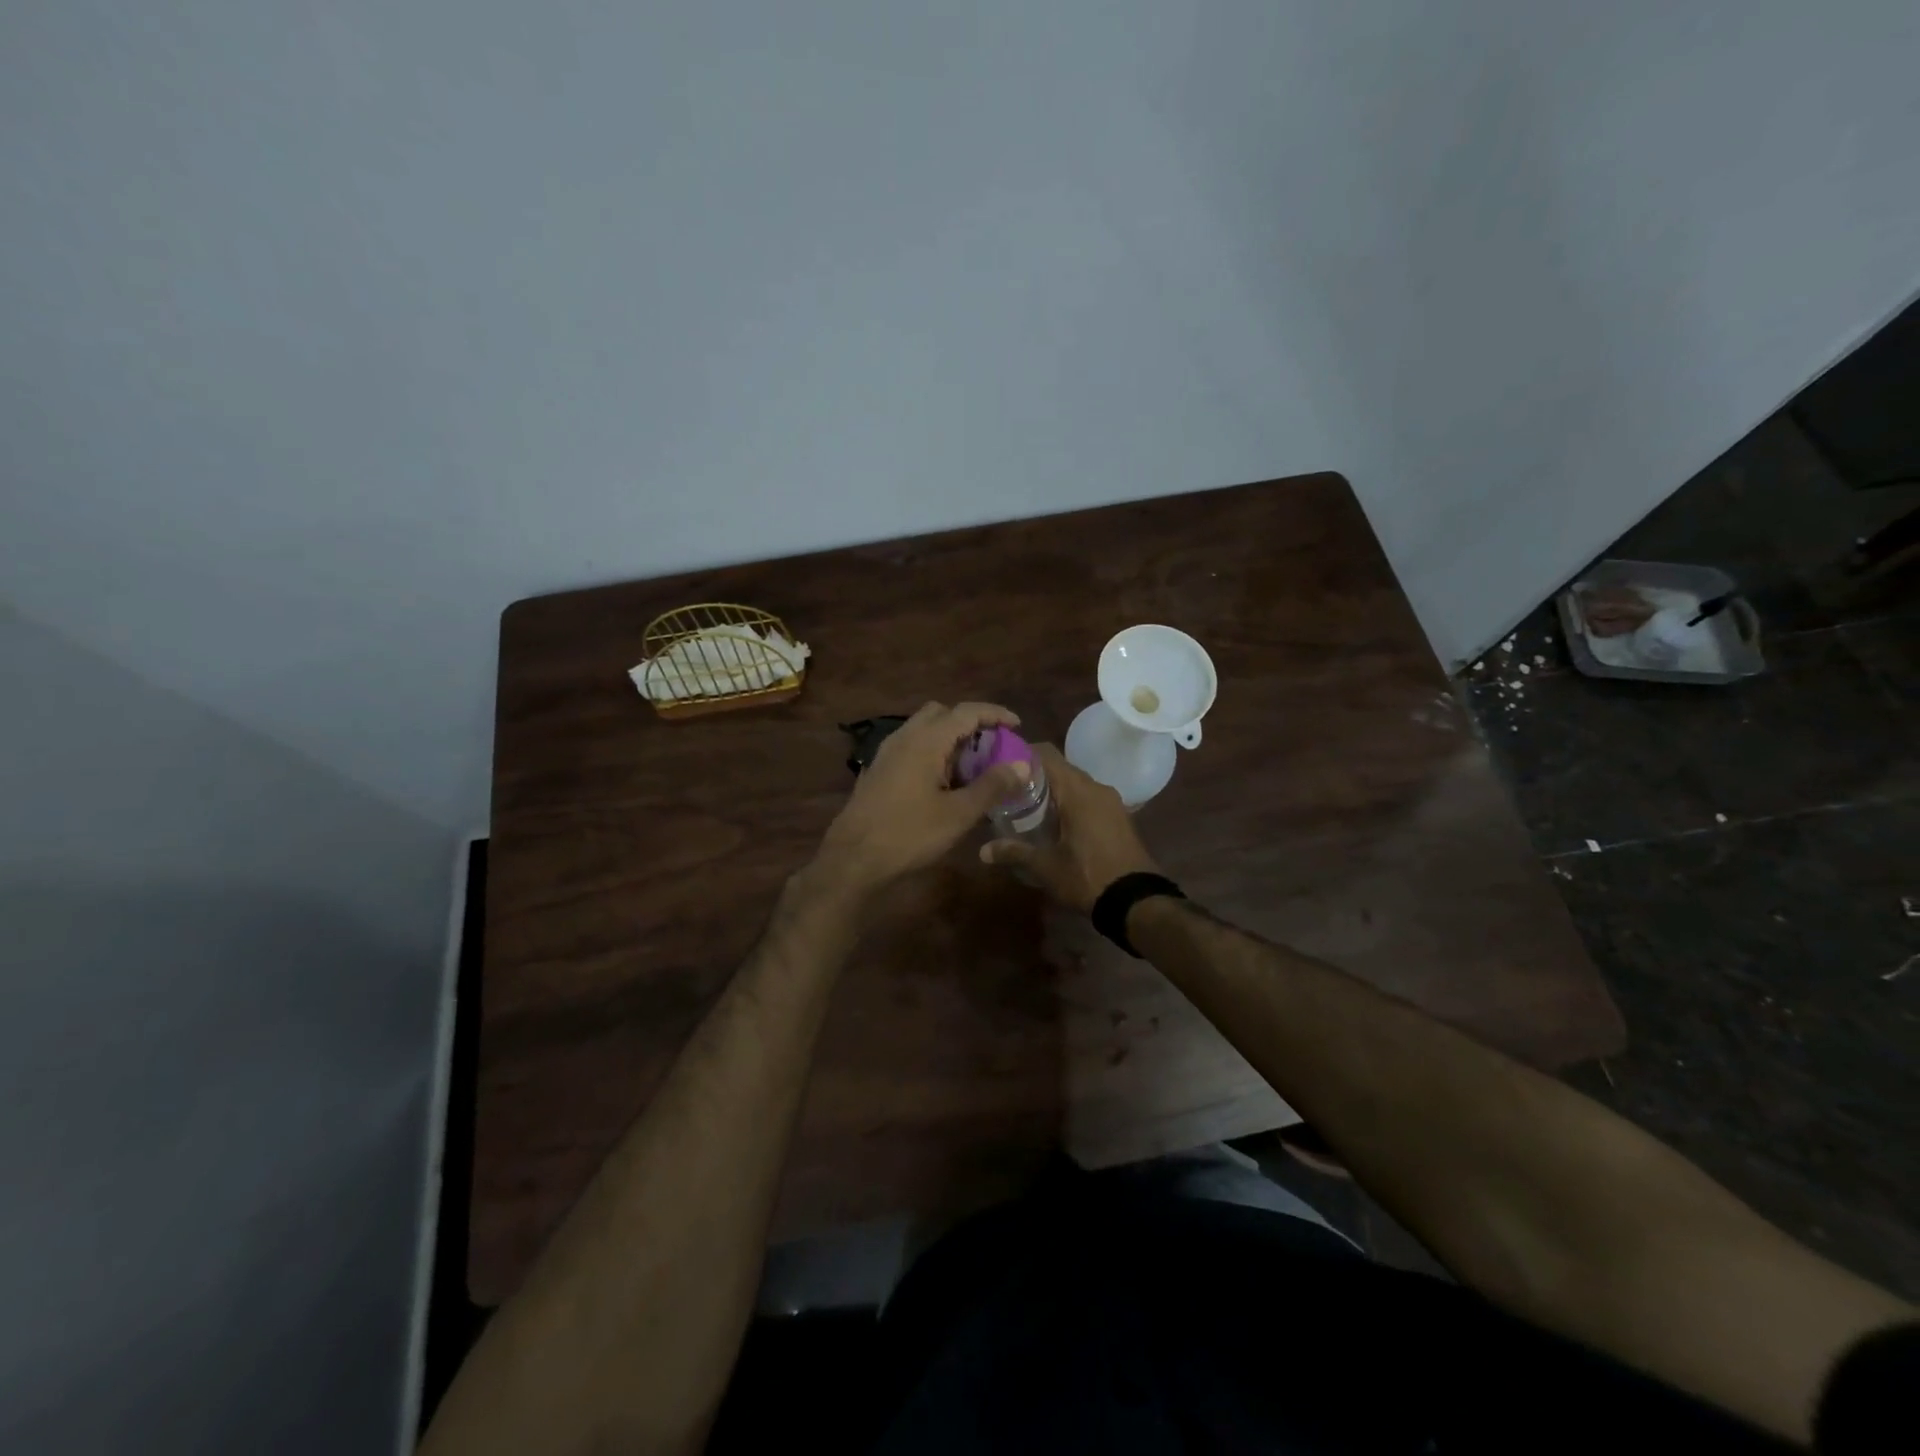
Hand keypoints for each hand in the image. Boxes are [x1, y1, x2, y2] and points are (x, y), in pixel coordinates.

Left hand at [814, 701, 1028, 898]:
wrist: (852, 859)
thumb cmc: (908, 834)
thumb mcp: (958, 814)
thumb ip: (992, 786)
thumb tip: (1022, 766)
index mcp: (925, 741)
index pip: (966, 711)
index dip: (994, 714)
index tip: (1017, 726)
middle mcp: (904, 737)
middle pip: (942, 713)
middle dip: (970, 723)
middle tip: (992, 746)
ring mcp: (886, 753)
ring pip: (924, 730)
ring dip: (950, 739)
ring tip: (972, 767)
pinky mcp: (878, 771)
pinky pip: (911, 747)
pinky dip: (933, 752)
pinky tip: (943, 782)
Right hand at [978, 743, 1159, 911]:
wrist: (1137, 901)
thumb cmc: (1088, 877)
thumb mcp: (1046, 867)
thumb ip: (1014, 852)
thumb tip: (982, 851)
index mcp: (1077, 791)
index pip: (1046, 754)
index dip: (1021, 753)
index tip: (999, 763)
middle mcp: (1096, 787)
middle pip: (1060, 768)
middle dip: (1034, 774)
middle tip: (1007, 788)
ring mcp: (1111, 801)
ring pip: (1075, 783)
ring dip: (1053, 789)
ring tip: (1026, 805)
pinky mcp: (1118, 816)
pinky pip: (1088, 797)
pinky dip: (1069, 801)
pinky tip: (1054, 821)